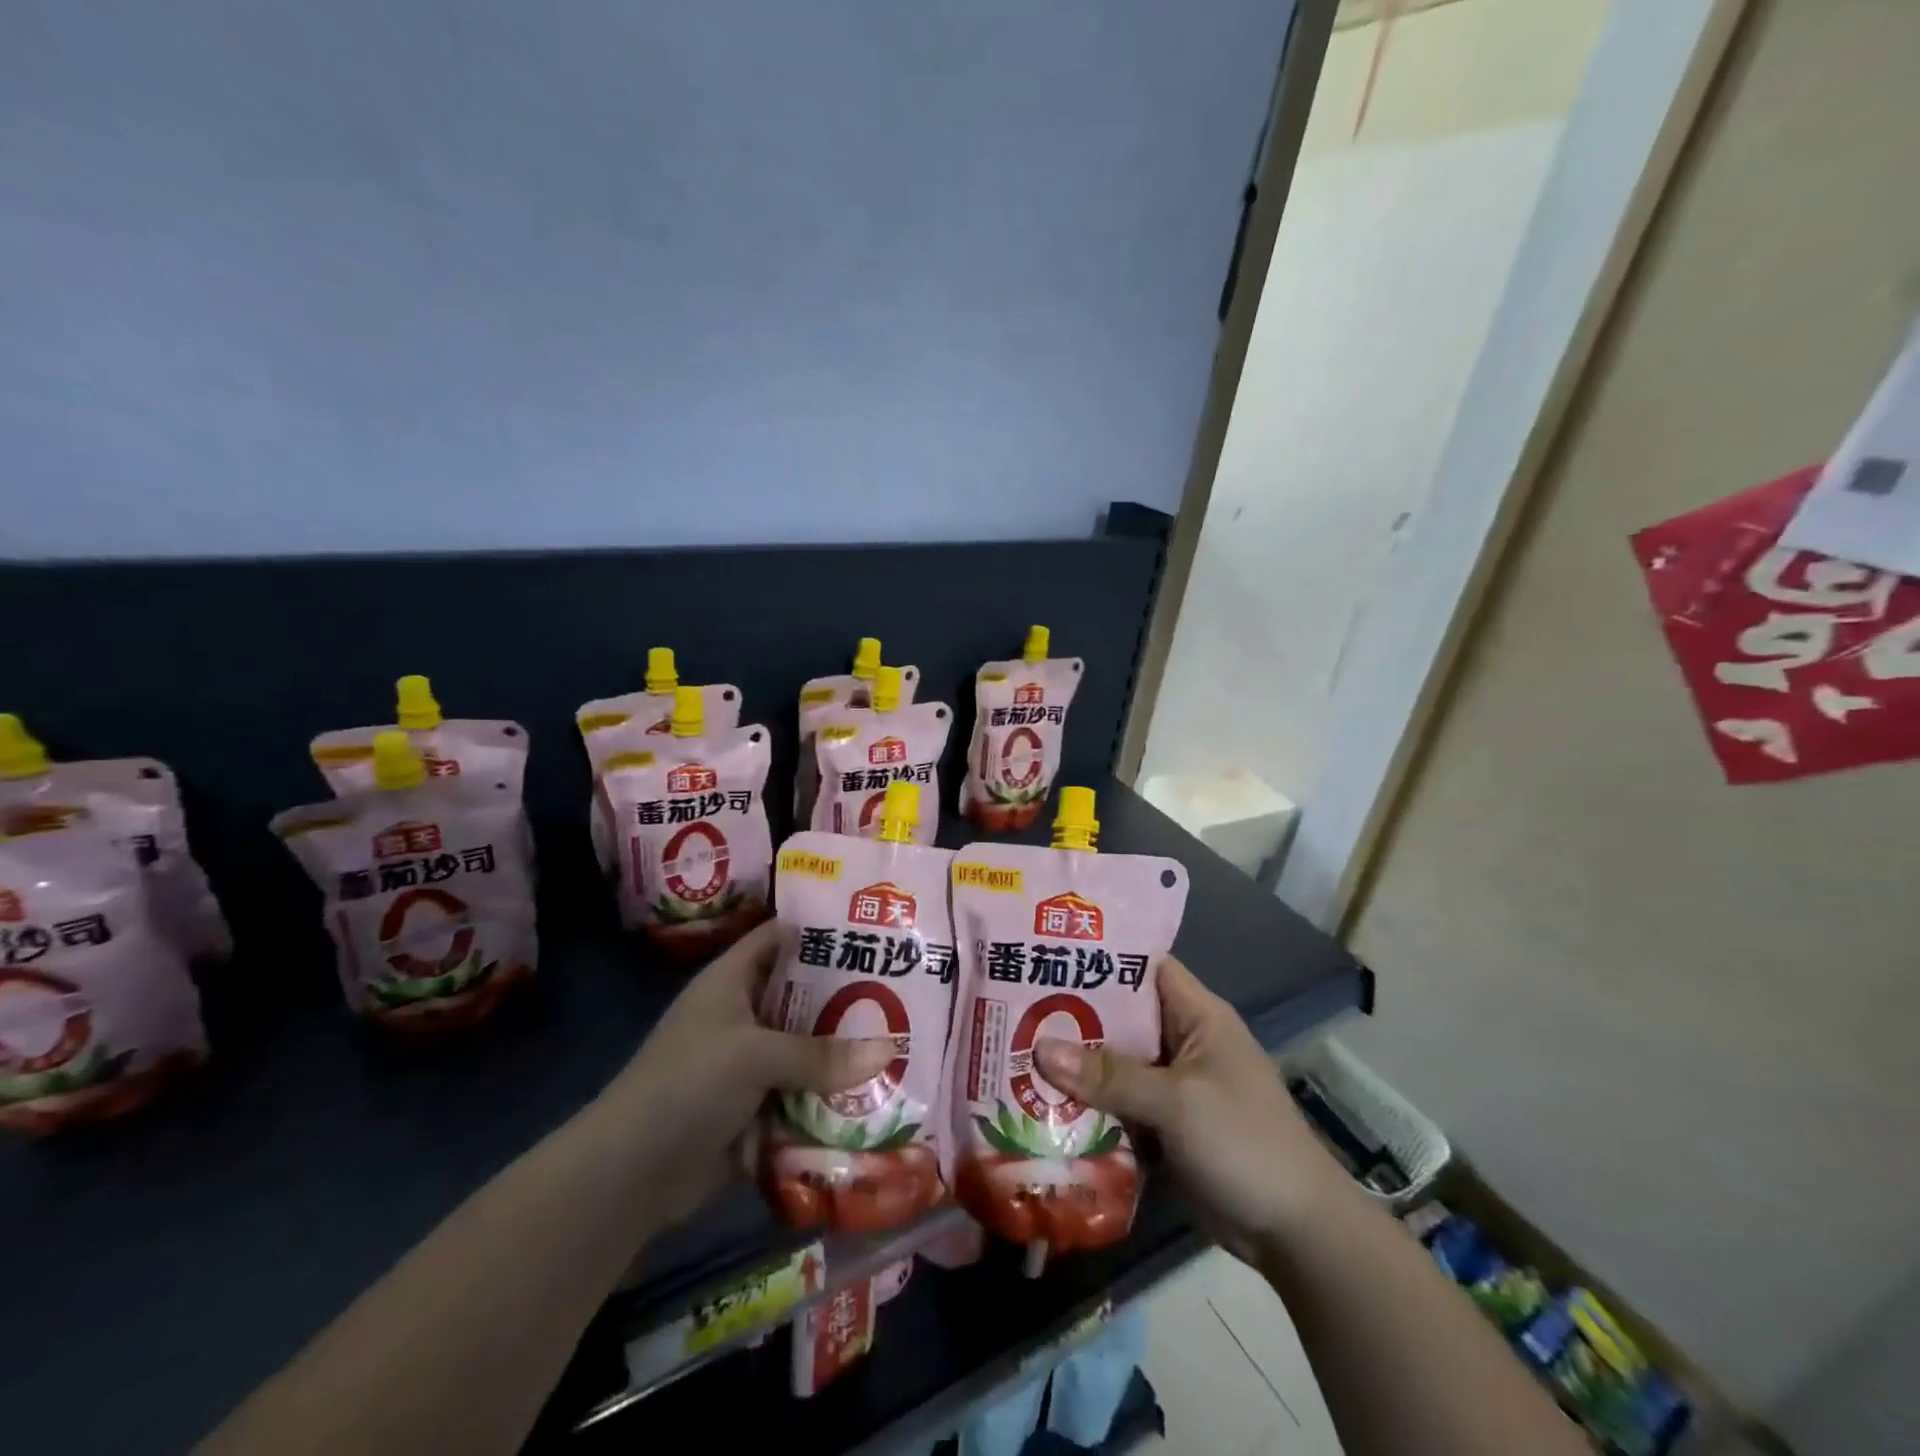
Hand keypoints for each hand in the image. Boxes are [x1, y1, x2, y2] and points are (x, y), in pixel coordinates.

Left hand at [598, 920, 893, 1232]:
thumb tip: (891, 1049)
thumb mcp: (753, 1056)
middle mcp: (745, 1014)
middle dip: (850, 992)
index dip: (821, 926)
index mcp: (732, 980)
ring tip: (908, 1035)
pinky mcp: (759, 1106)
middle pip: (804, 993)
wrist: (629, 1175)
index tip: (873, 923)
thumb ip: (820, 1053)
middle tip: (908, 984)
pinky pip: (806, 1091)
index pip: (781, 936)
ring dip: (847, 1048)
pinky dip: (834, 1093)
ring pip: (810, 1045)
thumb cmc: (686, 1086)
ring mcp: (752, 1063)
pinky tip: (881, 1089)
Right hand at [1034, 956, 1345, 1266]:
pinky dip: (1089, 1103)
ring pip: (1115, 1061)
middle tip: (1013, 1006)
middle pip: (1121, 1016)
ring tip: (1012, 1049)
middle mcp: (1182, 1041)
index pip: (1143, 966)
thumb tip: (1039, 1048)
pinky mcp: (1165, 1124)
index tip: (1047, 953)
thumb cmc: (1244, 1144)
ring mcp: (1173, 1085)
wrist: (1297, 1233)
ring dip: (1075, 1063)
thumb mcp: (1177, 1103)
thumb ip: (1110, 1075)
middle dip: (1073, 1013)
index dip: (1100, 957)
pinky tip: (1041, 1101)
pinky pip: (1119, 1102)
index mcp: (1197, 1016)